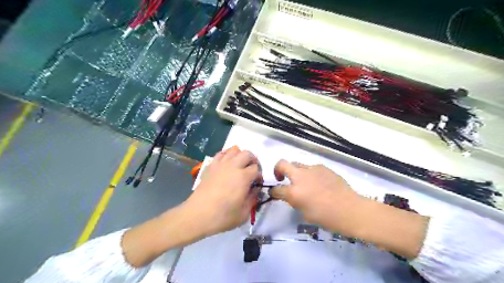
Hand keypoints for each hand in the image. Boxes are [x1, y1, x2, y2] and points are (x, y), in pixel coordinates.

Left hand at [185, 147, 263, 236]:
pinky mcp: (211, 166)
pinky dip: (227, 155)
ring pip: (234, 150)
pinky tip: (227, 163)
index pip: (256, 168)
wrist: (197, 215)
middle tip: (252, 170)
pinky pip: (221, 153)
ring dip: (240, 155)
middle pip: (247, 154)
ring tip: (240, 165)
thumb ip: (253, 198)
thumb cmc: (222, 216)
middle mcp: (233, 166)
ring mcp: (220, 164)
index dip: (259, 175)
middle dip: (253, 160)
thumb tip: (256, 189)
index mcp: (243, 177)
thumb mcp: (243, 213)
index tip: (257, 183)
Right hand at [270, 159, 426, 257]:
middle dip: (277, 169)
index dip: (274, 192)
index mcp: (294, 192)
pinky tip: (319, 183)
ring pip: (298, 164)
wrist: (351, 210)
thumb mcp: (305, 213)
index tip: (275, 193)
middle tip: (281, 177)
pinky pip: (311, 168)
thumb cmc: (327, 217)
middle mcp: (300, 177)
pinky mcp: (323, 167)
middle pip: (282, 163)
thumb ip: (295, 201)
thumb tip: (292, 195)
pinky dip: (310, 174)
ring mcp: (312, 169)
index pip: (276, 189)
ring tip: (304, 183)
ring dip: (296, 172)